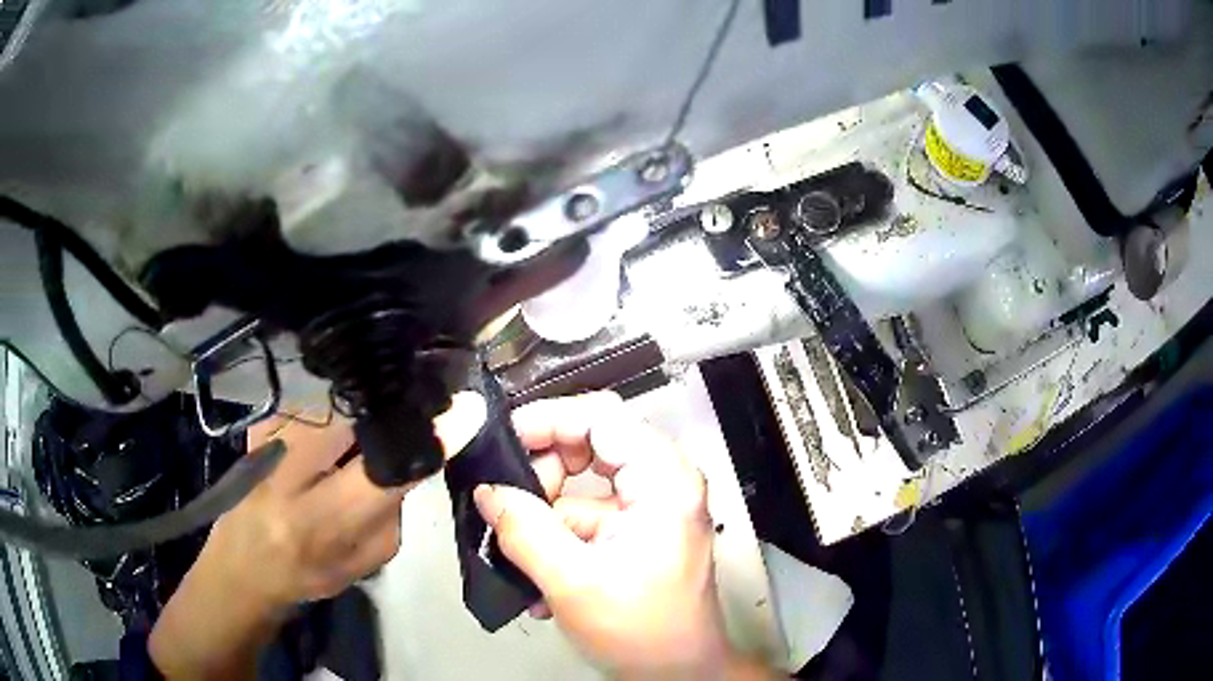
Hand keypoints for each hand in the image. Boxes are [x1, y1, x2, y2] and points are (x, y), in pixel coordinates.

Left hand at [150, 395, 485, 679]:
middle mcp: (289, 476)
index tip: (465, 409)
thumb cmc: (308, 575)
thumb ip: (392, 512)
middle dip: (390, 417)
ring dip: (357, 421)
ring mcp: (268, 441)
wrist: (240, 565)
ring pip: (335, 407)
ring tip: (352, 446)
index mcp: (322, 524)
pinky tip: (320, 444)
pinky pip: (311, 406)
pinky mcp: (258, 424)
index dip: (429, 439)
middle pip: (357, 419)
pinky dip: (328, 420)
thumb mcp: (364, 562)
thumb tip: (414, 457)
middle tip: (407, 423)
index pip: (386, 472)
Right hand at [474, 392, 737, 678]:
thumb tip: (486, 491)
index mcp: (663, 479)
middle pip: (591, 443)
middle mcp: (663, 481)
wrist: (677, 674)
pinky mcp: (637, 530)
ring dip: (545, 513)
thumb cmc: (639, 630)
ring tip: (516, 549)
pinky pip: (588, 515)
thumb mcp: (572, 581)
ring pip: (582, 483)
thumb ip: (523, 530)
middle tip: (508, 501)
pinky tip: (538, 576)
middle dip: (543, 472)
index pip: (601, 417)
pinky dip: (558, 536)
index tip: (501, 442)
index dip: (547, 420)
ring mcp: (651, 506)